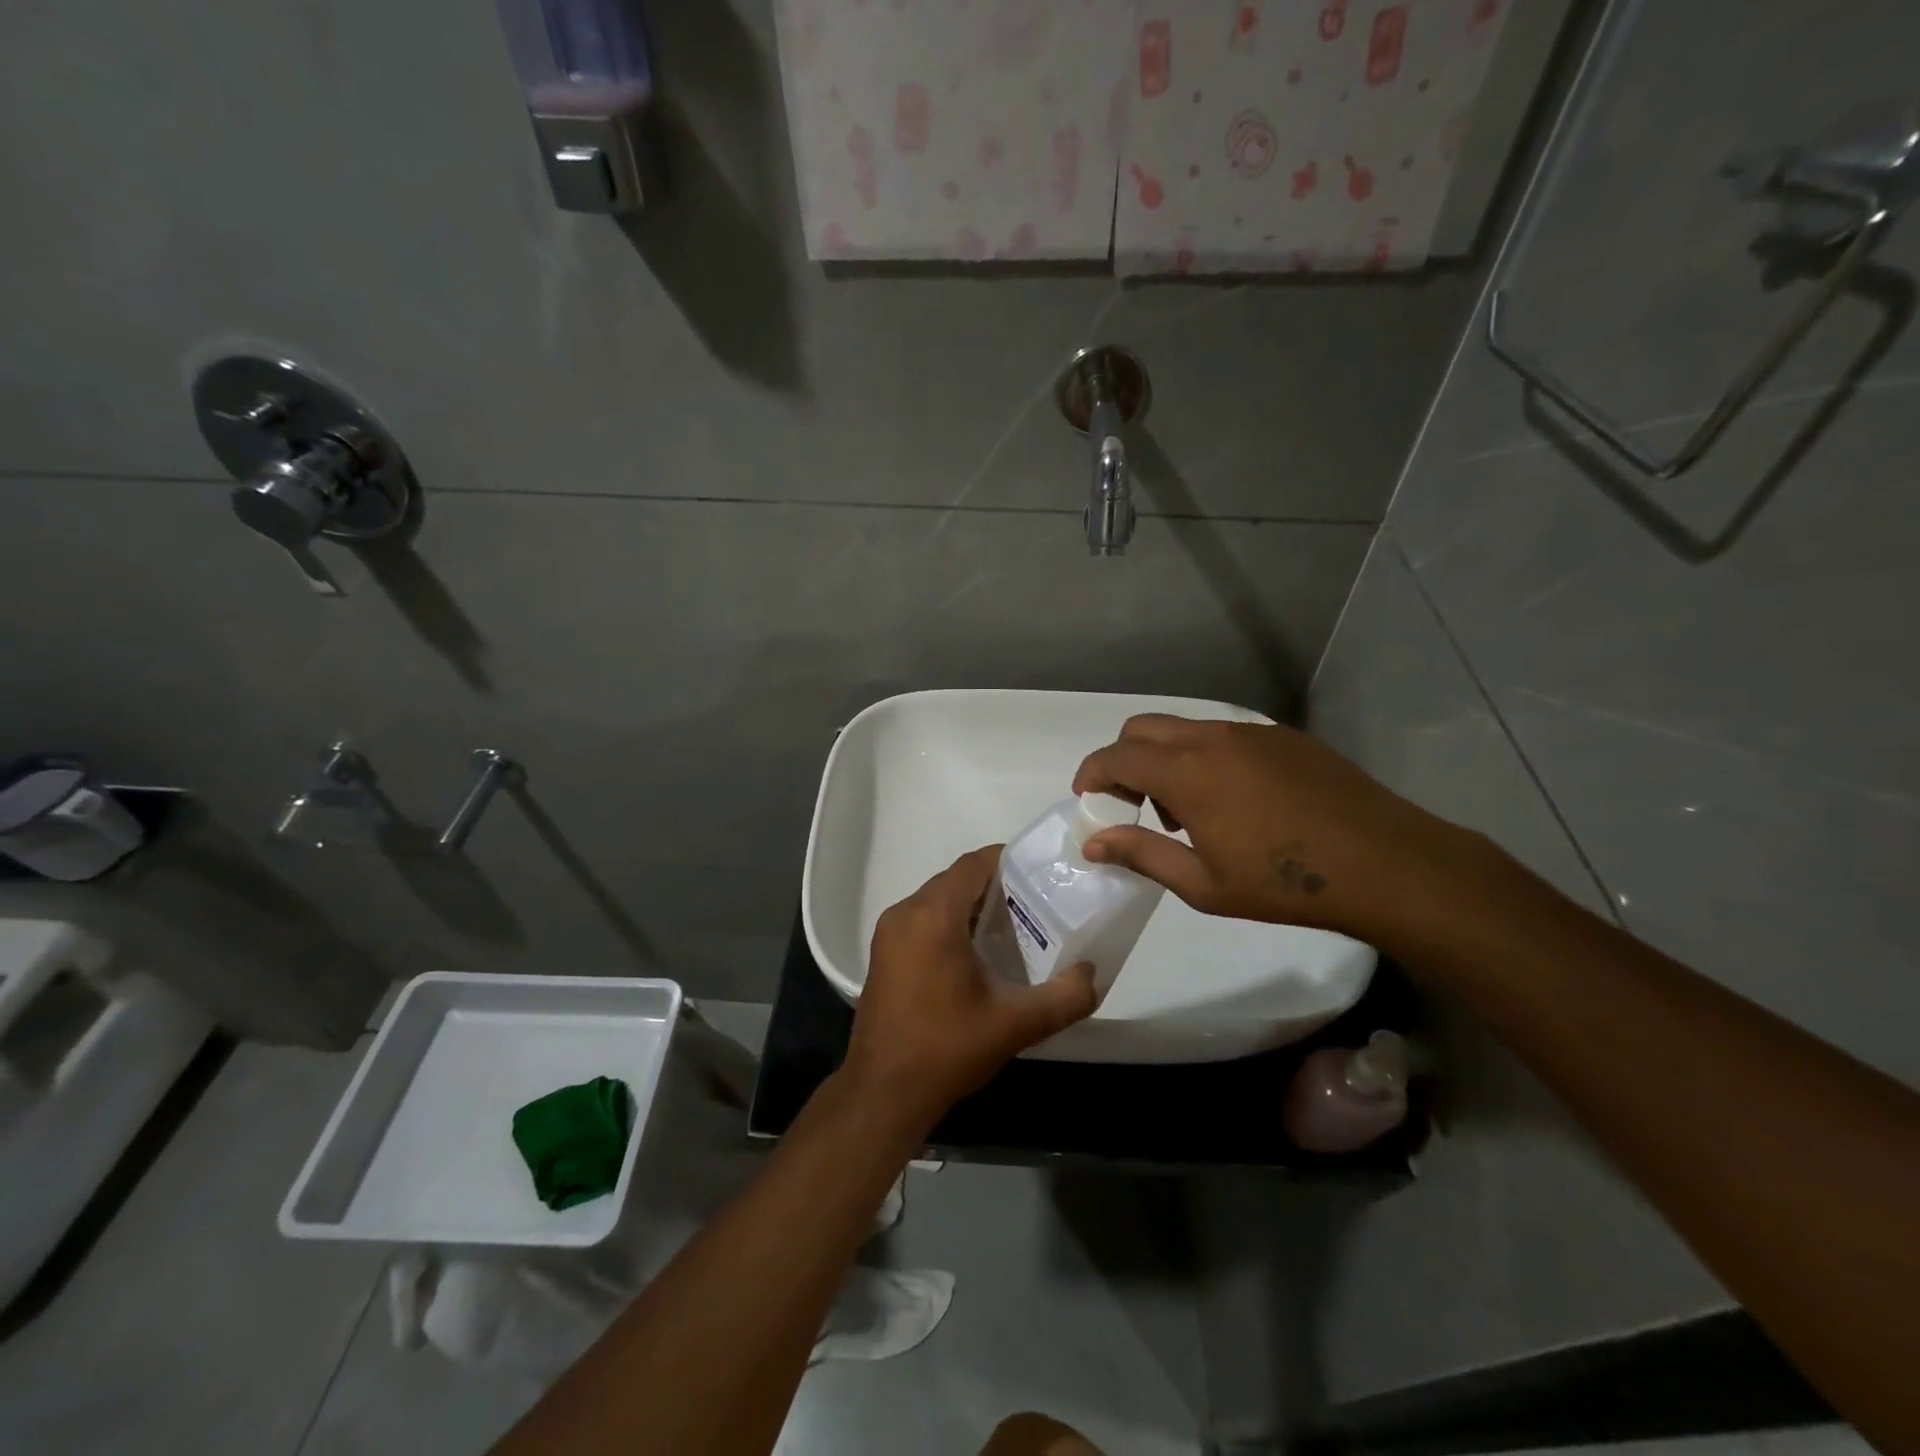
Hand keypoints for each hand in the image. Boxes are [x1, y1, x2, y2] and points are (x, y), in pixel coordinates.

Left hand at [843, 846, 1098, 1128]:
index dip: (1008, 861)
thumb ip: (1065, 997)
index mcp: (934, 915)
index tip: (1041, 875)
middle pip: (956, 880)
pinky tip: (976, 955)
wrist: (884, 1092)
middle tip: (1034, 906)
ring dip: (972, 906)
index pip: (974, 864)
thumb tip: (1092, 974)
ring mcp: (888, 933)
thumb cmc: (947, 1048)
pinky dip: (950, 923)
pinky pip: (922, 920)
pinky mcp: (883, 954)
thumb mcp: (1016, 1024)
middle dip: (995, 886)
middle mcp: (905, 912)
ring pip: (938, 900)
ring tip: (1012, 929)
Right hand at [1071, 715, 1470, 945]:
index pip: (1117, 756)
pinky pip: (1223, 735)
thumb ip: (1142, 854)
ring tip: (1185, 810)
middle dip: (1123, 759)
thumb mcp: (1203, 884)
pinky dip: (1203, 756)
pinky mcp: (1283, 737)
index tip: (1086, 798)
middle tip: (1132, 803)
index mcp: (1187, 772)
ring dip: (1164, 758)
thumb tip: (1093, 842)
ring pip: (1184, 728)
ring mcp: (1251, 733)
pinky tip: (1233, 800)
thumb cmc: (1284, 884)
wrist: (1384, 864)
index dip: (1092, 773)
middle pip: (1143, 728)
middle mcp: (1212, 739)